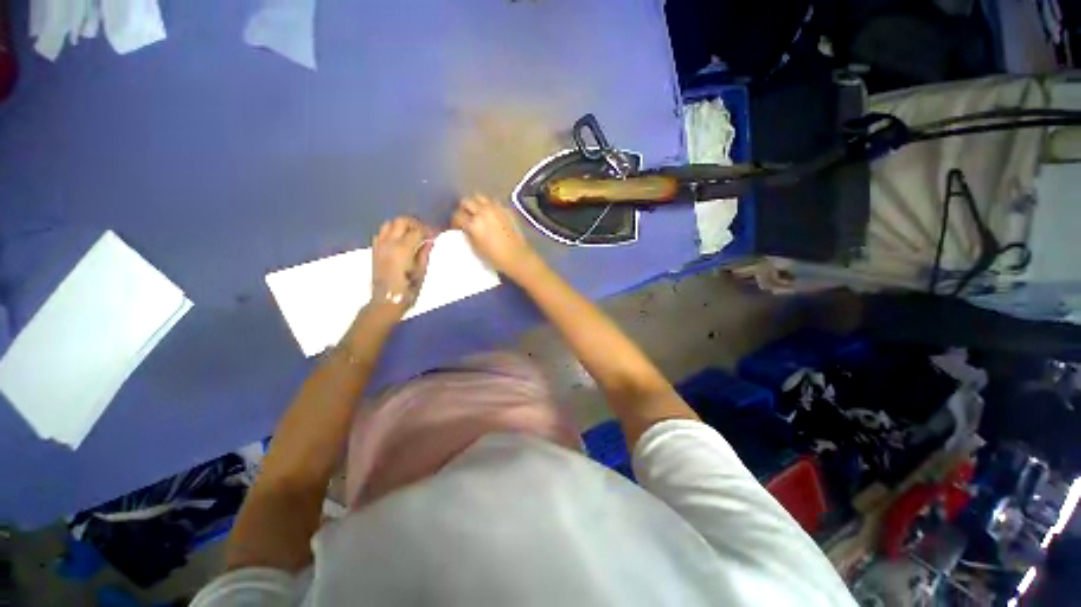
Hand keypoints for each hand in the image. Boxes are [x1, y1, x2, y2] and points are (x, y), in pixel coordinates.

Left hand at [369, 216, 434, 319]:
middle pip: (401, 221)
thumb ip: (424, 254)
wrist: (386, 301)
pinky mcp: (375, 250)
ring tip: (412, 234)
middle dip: (414, 223)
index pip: (417, 230)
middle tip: (424, 231)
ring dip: (401, 225)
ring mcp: (380, 245)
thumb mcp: (421, 273)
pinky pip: (381, 233)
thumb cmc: (408, 290)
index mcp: (403, 249)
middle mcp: (389, 243)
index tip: (435, 235)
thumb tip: (429, 241)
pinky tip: (399, 241)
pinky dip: (391, 232)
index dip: (428, 230)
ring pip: (389, 224)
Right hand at [452, 194, 540, 280]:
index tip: (456, 226)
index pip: (457, 215)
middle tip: (465, 217)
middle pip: (467, 201)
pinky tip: (491, 215)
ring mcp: (496, 209)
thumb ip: (467, 235)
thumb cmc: (495, 257)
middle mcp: (484, 212)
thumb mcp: (475, 249)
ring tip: (477, 212)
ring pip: (480, 197)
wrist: (517, 257)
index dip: (454, 221)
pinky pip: (494, 202)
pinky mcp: (507, 210)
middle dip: (463, 208)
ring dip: (476, 203)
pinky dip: (489, 206)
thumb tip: (464, 229)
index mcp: (474, 223)